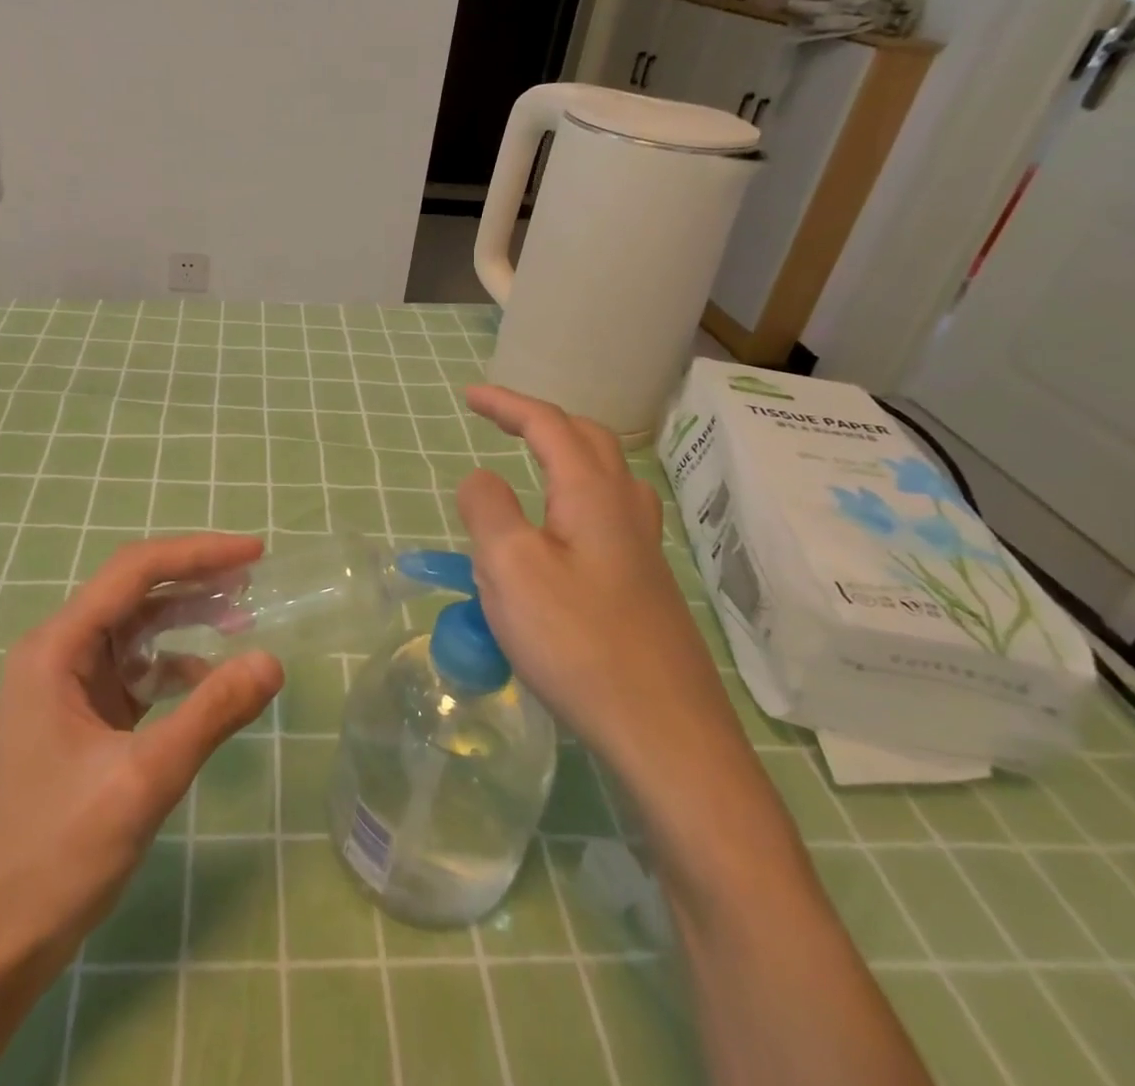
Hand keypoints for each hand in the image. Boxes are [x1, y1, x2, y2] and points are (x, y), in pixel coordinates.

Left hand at [0, 532, 283, 980]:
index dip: (197, 554)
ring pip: (138, 629)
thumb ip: (211, 714)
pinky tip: (209, 680)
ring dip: (188, 620)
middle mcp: (59, 652)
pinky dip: (176, 666)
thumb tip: (272, 661)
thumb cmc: (58, 854)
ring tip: (242, 618)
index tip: (254, 552)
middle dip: (196, 581)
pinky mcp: (84, 715)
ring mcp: (69, 685)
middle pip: (135, 593)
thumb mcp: (145, 780)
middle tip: (255, 579)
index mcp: (57, 649)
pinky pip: (137, 669)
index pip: (134, 572)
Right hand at [456, 387, 932, 1085]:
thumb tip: (481, 479)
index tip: (468, 396)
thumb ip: (488, 510)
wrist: (666, 737)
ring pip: (606, 478)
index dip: (506, 404)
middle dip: (540, 421)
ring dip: (566, 456)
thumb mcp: (511, 568)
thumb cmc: (579, 644)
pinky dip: (575, 499)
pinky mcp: (645, 588)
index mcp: (592, 495)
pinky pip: (607, 517)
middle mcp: (625, 511)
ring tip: (532, 465)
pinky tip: (562, 536)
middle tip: (499, 422)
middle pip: (587, 440)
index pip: (548, 425)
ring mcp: (643, 551)